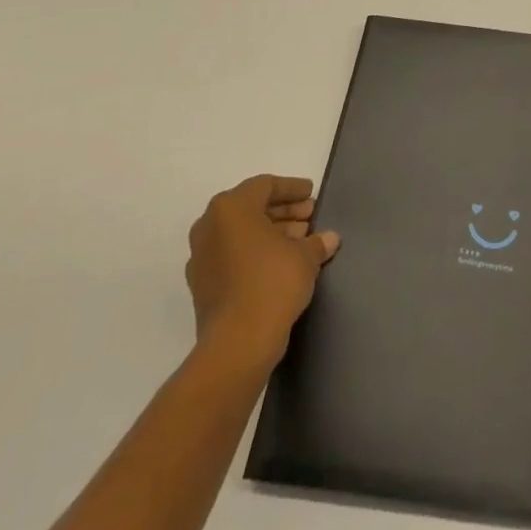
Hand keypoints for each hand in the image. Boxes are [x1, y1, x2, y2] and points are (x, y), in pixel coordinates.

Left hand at [186, 175, 339, 357]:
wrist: (237, 343)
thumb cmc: (272, 283)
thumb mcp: (305, 257)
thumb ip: (316, 242)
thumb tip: (329, 239)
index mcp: (231, 208)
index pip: (265, 186)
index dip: (292, 188)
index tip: (311, 194)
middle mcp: (210, 227)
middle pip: (251, 208)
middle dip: (283, 211)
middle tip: (309, 217)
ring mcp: (201, 257)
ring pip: (240, 233)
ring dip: (270, 233)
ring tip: (301, 241)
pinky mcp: (202, 285)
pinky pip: (232, 256)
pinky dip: (255, 254)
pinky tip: (281, 264)